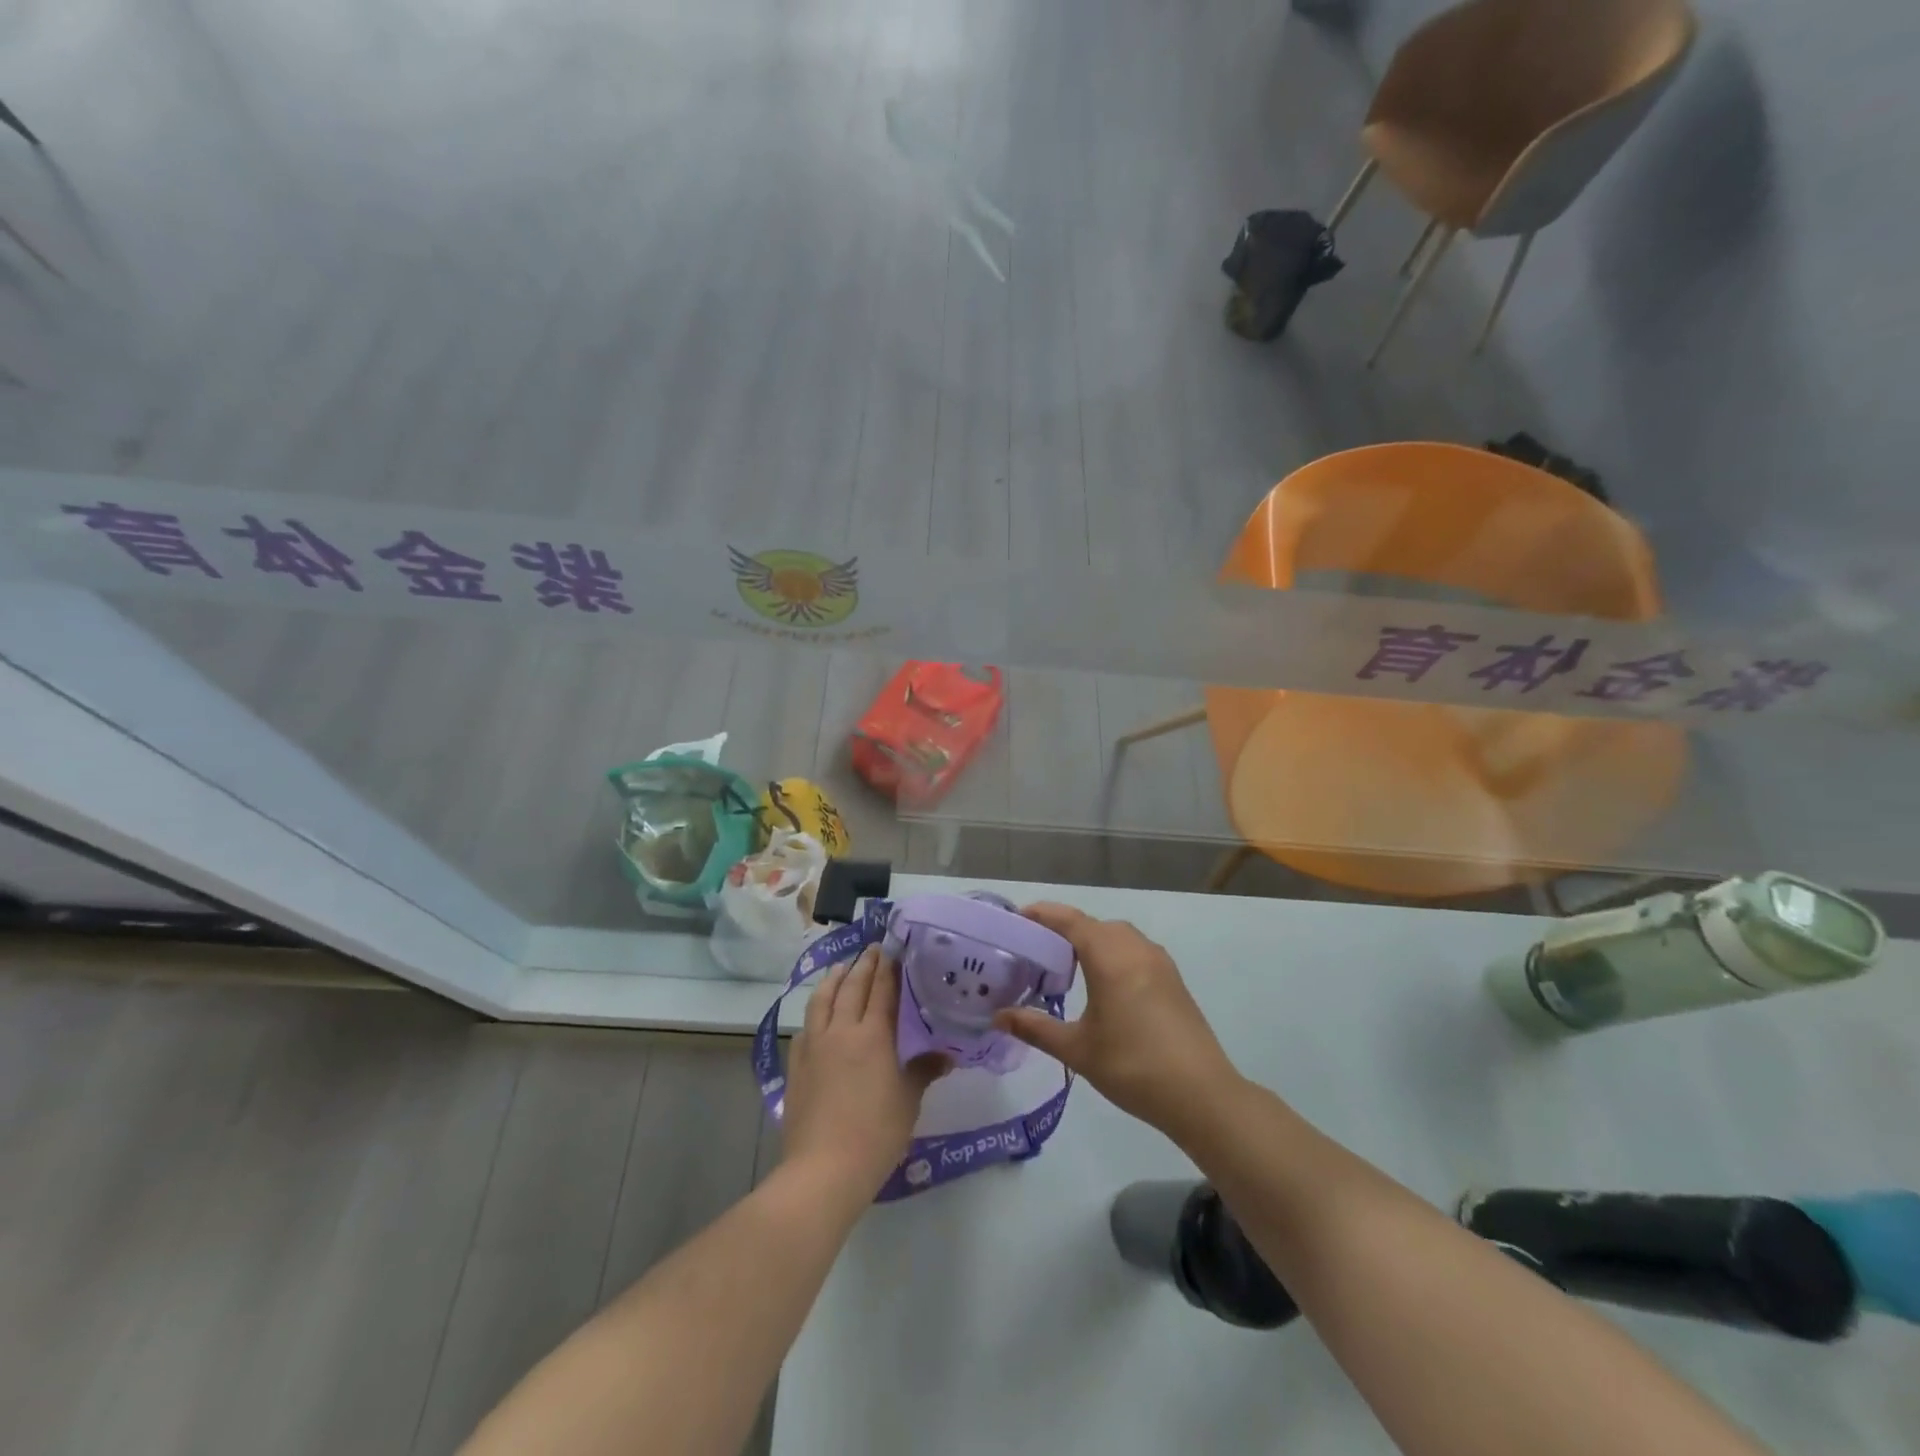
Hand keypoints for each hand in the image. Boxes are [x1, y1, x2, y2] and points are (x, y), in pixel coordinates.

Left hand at [783, 945, 944, 1196]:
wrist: (823, 1170)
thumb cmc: (876, 1134)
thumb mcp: (908, 1101)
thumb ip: (923, 1071)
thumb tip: (946, 1056)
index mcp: (872, 1035)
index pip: (881, 990)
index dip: (888, 967)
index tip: (893, 947)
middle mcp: (841, 1031)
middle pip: (851, 987)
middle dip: (863, 965)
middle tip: (873, 949)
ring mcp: (814, 1046)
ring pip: (822, 1000)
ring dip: (834, 979)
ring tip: (842, 968)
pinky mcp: (796, 1065)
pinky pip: (806, 1026)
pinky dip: (816, 1010)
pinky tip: (819, 1014)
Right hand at [995, 903, 1238, 1134]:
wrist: (1201, 1095)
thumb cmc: (1133, 1066)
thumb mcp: (1077, 1049)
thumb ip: (1036, 1028)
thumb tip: (999, 1017)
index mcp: (1110, 956)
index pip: (1070, 921)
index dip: (1042, 914)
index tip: (1017, 919)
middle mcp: (1135, 949)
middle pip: (1094, 925)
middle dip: (1064, 930)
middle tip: (1036, 951)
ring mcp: (1159, 962)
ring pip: (1117, 936)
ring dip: (1092, 941)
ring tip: (1068, 968)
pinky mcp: (1173, 980)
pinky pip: (1135, 951)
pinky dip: (1113, 954)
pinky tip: (1103, 986)